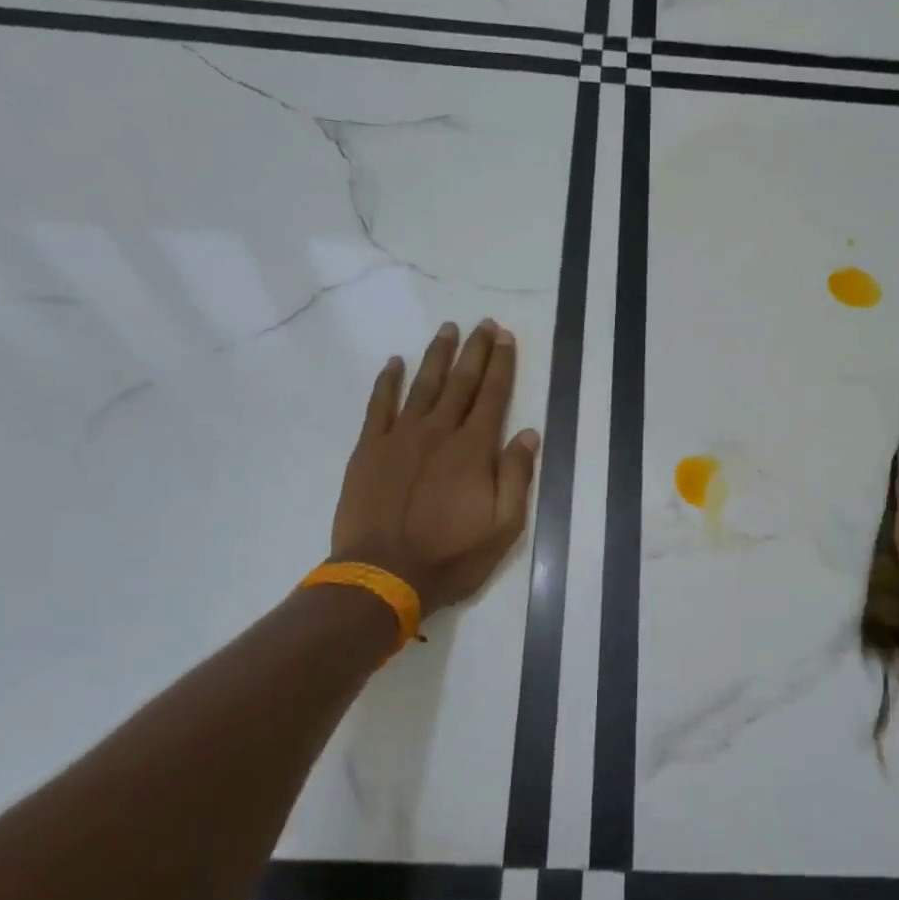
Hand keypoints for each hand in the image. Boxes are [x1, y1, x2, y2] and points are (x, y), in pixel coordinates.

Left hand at [331, 319, 540, 615]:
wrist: (382, 575)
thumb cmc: (450, 556)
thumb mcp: (503, 527)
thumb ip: (516, 476)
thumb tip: (529, 433)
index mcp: (473, 449)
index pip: (493, 395)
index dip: (502, 364)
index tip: (506, 337)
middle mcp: (438, 432)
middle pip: (460, 382)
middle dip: (475, 350)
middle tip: (484, 324)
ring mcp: (399, 437)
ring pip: (423, 385)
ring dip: (437, 356)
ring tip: (448, 330)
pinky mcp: (369, 449)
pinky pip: (379, 405)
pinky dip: (387, 382)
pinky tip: (395, 363)